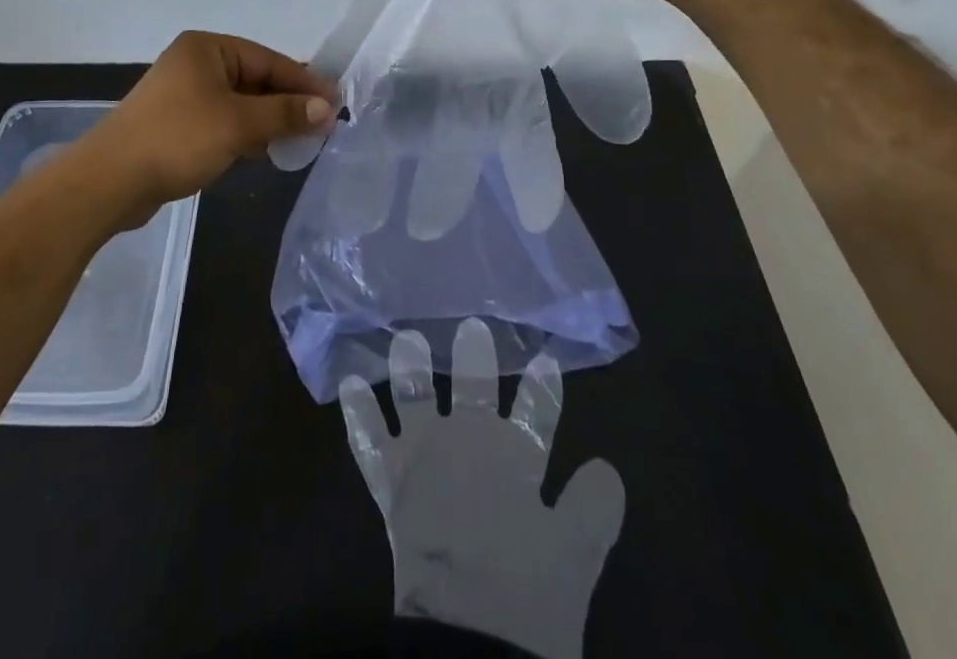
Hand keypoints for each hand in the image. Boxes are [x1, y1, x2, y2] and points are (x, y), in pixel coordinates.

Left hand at [84, 32, 337, 222]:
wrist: (109, 182)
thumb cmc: (178, 139)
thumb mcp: (239, 123)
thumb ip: (285, 113)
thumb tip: (327, 107)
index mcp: (207, 49)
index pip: (268, 60)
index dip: (304, 82)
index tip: (335, 103)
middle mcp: (195, 64)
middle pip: (256, 80)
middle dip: (287, 104)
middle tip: (322, 126)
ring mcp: (184, 95)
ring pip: (241, 104)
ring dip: (269, 121)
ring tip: (300, 142)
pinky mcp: (177, 124)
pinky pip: (223, 122)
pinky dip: (246, 134)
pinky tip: (265, 152)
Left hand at [339, 320, 624, 658]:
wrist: (469, 635)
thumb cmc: (527, 596)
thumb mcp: (577, 556)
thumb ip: (593, 508)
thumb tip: (606, 468)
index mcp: (516, 457)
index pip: (537, 412)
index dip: (543, 389)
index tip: (547, 360)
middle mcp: (468, 441)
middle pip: (474, 389)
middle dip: (475, 357)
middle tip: (472, 327)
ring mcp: (424, 456)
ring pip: (416, 397)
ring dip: (411, 367)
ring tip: (405, 339)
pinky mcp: (391, 481)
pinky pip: (368, 439)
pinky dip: (359, 411)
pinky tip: (349, 384)